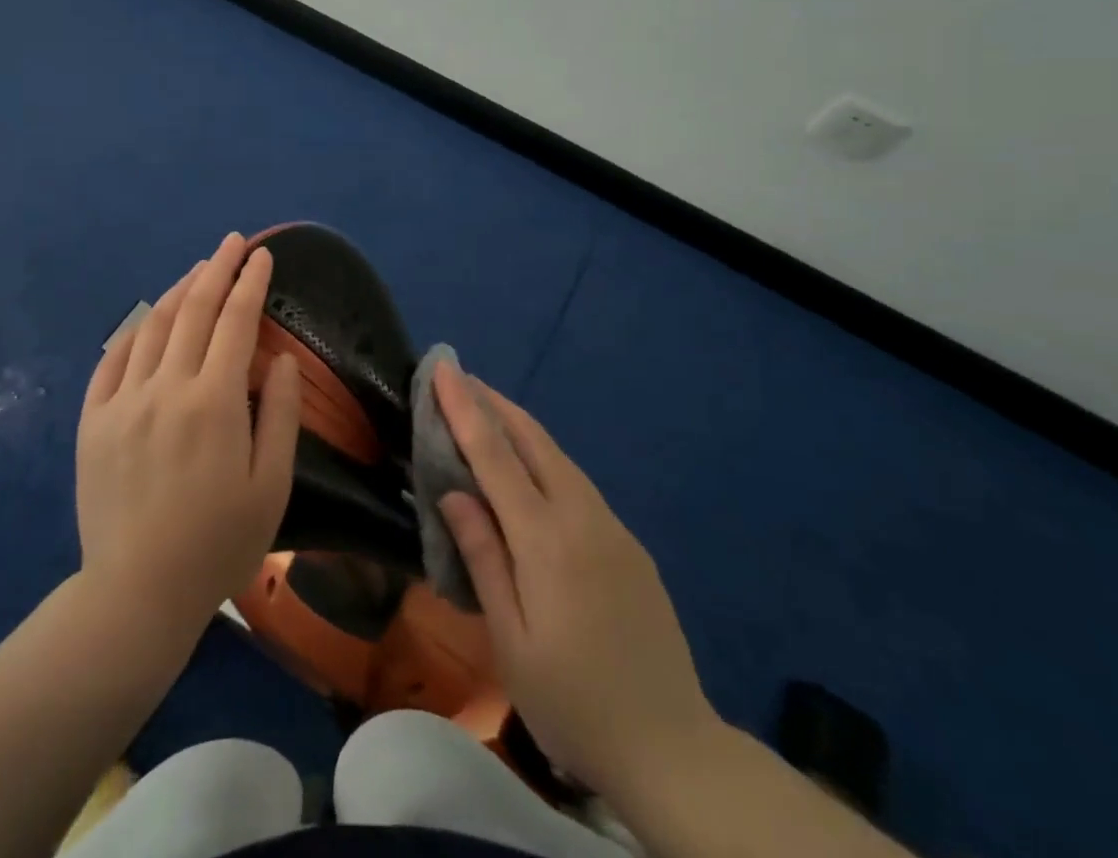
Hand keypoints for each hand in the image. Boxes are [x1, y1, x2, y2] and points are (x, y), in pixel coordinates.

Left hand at [75, 233, 301, 636]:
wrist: (136, 594)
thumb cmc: (218, 544)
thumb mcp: (271, 486)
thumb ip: (280, 415)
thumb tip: (281, 360)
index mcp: (214, 403)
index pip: (237, 322)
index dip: (251, 283)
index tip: (262, 256)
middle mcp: (166, 388)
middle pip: (195, 310)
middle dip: (218, 269)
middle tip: (233, 243)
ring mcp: (123, 401)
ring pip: (153, 326)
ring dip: (179, 292)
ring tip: (198, 271)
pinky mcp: (93, 421)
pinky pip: (113, 360)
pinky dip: (135, 331)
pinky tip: (148, 319)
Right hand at [435, 361, 717, 798]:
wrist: (674, 749)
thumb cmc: (574, 702)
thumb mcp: (511, 641)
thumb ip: (482, 558)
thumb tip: (454, 492)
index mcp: (546, 539)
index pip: (495, 455)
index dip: (465, 409)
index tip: (444, 369)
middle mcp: (582, 517)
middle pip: (533, 440)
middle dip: (493, 402)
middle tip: (459, 378)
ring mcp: (612, 527)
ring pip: (558, 457)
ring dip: (518, 425)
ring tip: (486, 410)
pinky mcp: (628, 543)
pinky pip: (576, 482)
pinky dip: (543, 458)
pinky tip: (529, 469)